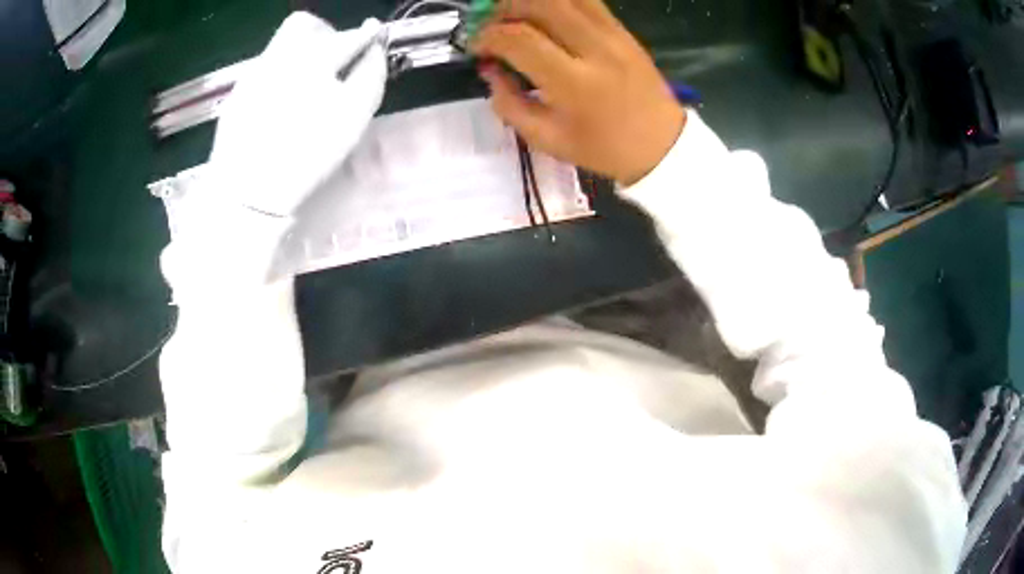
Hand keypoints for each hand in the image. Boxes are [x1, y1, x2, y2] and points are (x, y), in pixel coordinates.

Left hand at [207, 12, 386, 216]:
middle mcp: (278, 56)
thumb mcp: (352, 118)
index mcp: (311, 59)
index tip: (372, 43)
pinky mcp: (238, 94)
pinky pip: (265, 68)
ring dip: (302, 54)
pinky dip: (281, 75)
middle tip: (335, 60)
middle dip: (326, 35)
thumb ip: (370, 75)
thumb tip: (376, 47)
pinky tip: (284, 104)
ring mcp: (252, 74)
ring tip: (309, 87)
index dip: (364, 37)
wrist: (247, 194)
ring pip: (281, 45)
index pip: (345, 34)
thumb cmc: (306, 157)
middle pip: (304, 25)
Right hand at [471, 0, 685, 185]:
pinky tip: (543, 11)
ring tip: (513, 13)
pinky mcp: (623, 30)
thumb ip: (509, 104)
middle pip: (541, 4)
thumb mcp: (547, 140)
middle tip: (489, 22)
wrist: (662, 145)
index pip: (520, 39)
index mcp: (574, 84)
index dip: (488, 36)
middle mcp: (595, 49)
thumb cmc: (603, 149)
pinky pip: (586, 0)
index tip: (477, 47)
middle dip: (504, 6)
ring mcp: (614, 35)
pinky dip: (557, 0)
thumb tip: (490, 70)